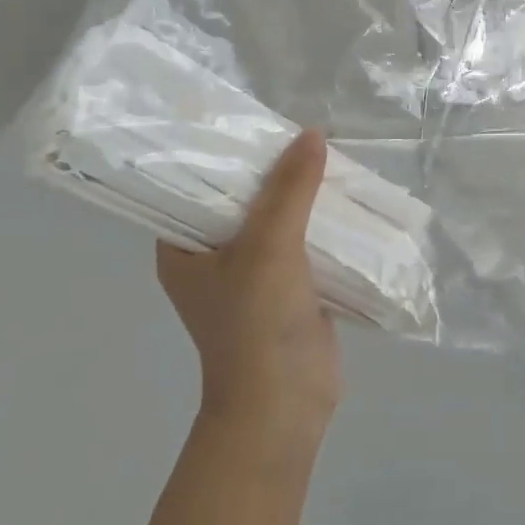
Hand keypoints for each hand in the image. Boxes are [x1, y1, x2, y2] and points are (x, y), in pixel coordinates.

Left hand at [156, 130, 339, 427]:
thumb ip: (290, 188)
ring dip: (299, 195)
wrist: (285, 404)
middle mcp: (211, 256)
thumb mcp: (270, 246)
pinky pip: (301, 242)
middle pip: (241, 199)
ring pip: (276, 220)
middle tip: (297, 132)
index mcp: (183, 248)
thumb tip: (312, 134)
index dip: (219, 152)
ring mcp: (251, 274)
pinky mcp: (286, 288)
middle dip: (270, 170)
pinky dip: (318, 222)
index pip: (193, 184)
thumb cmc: (257, 323)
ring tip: (324, 155)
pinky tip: (342, 196)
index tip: (248, 119)